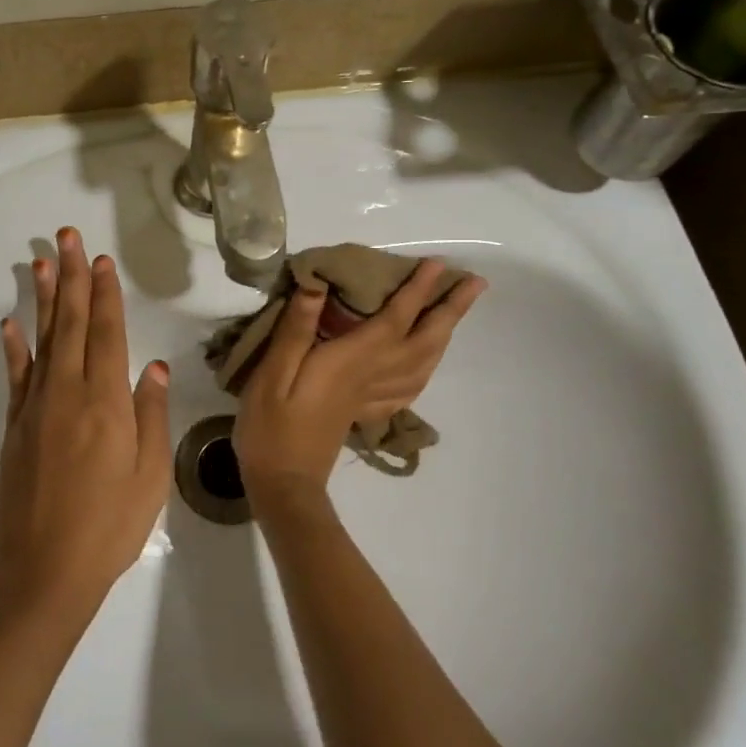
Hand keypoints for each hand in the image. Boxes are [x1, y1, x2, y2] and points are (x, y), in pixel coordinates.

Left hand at [0, 228, 171, 617]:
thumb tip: (152, 367)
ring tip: (39, 262)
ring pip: (41, 340)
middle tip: (67, 237)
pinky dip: (12, 348)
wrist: (44, 571)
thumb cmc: (110, 527)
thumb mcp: (151, 476)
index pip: (106, 333)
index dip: (105, 294)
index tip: (102, 261)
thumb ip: (151, 416)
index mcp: (107, 403)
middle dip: (71, 277)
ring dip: (41, 299)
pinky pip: (15, 377)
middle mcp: (68, 393)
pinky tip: (8, 324)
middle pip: (70, 324)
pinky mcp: (14, 427)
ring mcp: (35, 408)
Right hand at [233, 259, 484, 514]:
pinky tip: (425, 362)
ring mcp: (372, 397)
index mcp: (351, 361)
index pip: (393, 318)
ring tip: (456, 314)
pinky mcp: (366, 412)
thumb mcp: (273, 372)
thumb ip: (296, 329)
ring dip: (444, 335)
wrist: (282, 483)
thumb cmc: (271, 425)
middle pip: (422, 340)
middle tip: (475, 284)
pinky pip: (409, 387)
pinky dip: (426, 368)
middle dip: (450, 310)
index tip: (436, 264)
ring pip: (423, 363)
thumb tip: (317, 284)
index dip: (416, 290)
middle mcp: (371, 376)